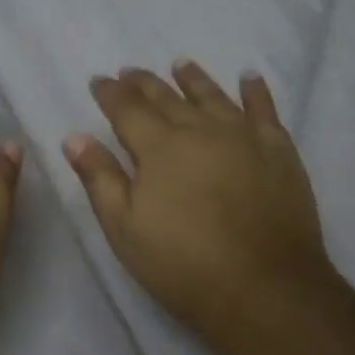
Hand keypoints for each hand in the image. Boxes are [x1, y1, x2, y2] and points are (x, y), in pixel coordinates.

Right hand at [64, 62, 334, 340]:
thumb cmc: (182, 264)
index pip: (127, 109)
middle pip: (167, 97)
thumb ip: (99, 178)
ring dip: (194, 79)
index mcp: (159, 148)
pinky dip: (256, 92)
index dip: (110, 93)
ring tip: (181, 65)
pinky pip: (265, 111)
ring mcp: (244, 138)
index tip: (99, 81)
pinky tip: (249, 78)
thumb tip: (74, 137)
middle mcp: (201, 131)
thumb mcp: (125, 228)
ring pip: (213, 96)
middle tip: (130, 72)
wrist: (264, 289)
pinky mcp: (279, 152)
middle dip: (145, 83)